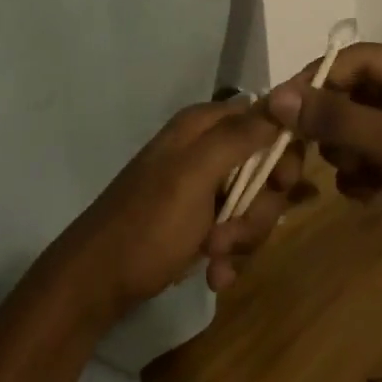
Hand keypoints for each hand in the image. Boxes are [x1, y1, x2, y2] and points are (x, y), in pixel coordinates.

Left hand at [57, 100, 304, 321]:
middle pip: (266, 168)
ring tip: (214, 255)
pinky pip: (237, 230)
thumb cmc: (148, 225)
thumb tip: (284, 98)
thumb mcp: (194, 176)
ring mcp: (203, 187)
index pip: (267, 120)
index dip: (283, 152)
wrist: (97, 284)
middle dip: (260, 207)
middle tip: (233, 232)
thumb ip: (239, 137)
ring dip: (243, 236)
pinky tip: (215, 274)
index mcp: (203, 126)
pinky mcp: (200, 221)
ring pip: (255, 204)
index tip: (282, 185)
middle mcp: (206, 149)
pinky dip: (230, 254)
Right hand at [265, 44, 381, 304]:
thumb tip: (277, 97)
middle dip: (331, 121)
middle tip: (302, 146)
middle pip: (353, 91)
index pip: (358, 58)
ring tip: (354, 173)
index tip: (282, 106)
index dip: (319, 79)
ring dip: (343, 150)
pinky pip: (363, 153)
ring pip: (353, 124)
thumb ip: (337, 119)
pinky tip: (366, 193)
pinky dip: (357, 171)